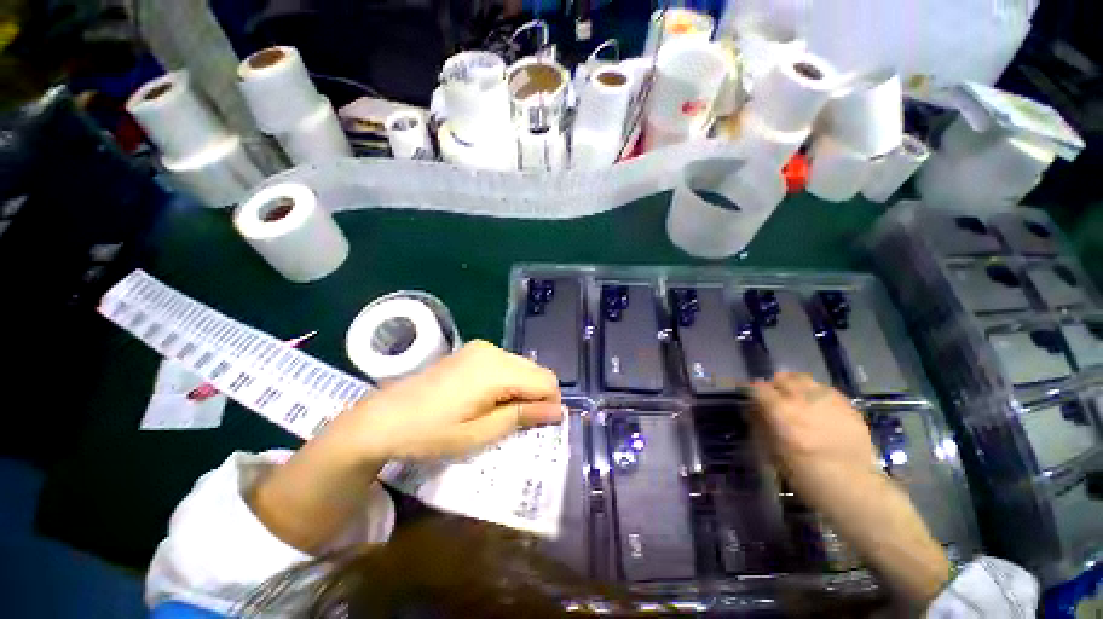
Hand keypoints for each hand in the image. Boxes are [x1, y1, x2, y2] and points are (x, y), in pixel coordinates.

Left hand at [251, 341, 562, 552]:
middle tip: (521, 424)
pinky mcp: (472, 351)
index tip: (543, 426)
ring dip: (523, 389)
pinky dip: (509, 381)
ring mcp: (481, 348)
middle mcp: (493, 351)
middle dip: (538, 396)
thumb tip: (558, 410)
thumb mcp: (479, 434)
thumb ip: (522, 416)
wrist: (382, 417)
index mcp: (496, 370)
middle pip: (536, 370)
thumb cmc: (430, 432)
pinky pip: (506, 364)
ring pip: (522, 366)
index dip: (551, 403)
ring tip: (503, 414)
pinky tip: (490, 400)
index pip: (545, 380)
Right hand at [750, 373, 879, 500]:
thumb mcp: (773, 452)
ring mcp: (827, 399)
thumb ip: (761, 425)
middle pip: (782, 378)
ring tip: (796, 398)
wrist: (853, 486)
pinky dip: (817, 393)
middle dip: (775, 385)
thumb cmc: (806, 474)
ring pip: (805, 379)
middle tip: (774, 398)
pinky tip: (818, 407)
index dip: (752, 392)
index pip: (758, 388)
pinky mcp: (847, 405)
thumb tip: (752, 411)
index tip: (751, 399)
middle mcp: (802, 398)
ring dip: (796, 385)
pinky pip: (826, 390)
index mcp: (780, 410)